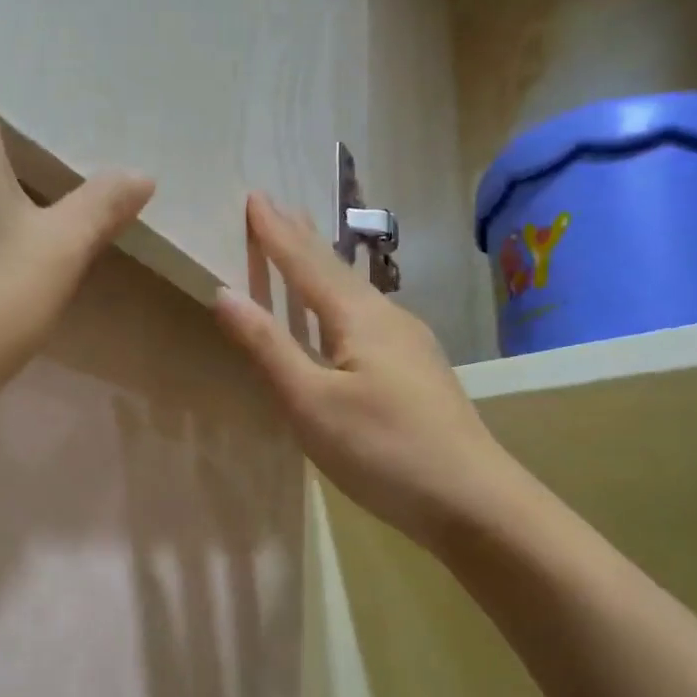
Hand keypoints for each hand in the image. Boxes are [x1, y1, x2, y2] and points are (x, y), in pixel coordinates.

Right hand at [213, 193, 512, 551]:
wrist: (472, 500)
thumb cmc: (383, 450)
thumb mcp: (311, 403)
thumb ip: (268, 346)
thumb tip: (224, 291)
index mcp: (359, 317)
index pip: (306, 263)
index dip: (276, 232)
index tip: (254, 196)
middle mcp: (388, 317)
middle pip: (336, 269)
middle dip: (302, 238)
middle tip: (277, 206)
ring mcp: (411, 343)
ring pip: (356, 292)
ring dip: (323, 267)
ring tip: (303, 247)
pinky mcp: (418, 370)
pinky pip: (368, 316)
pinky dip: (341, 300)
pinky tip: (345, 314)